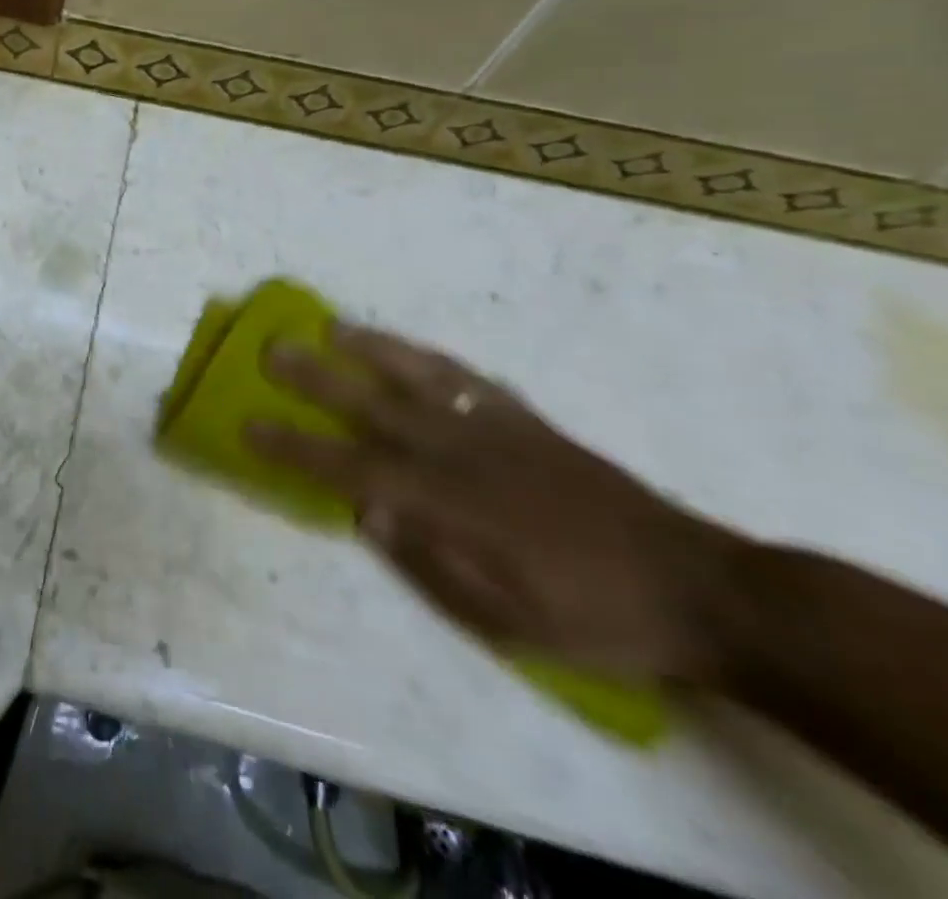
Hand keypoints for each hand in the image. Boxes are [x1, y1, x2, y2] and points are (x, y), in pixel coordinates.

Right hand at [247, 325, 735, 684]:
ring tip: (331, 326)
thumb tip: (366, 512)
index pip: (349, 466)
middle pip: (371, 405)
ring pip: (417, 374)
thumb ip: (429, 563)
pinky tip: (410, 352)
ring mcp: (495, 428)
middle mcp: (460, 451)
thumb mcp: (507, 621)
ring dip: (369, 348)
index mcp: (448, 502)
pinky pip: (469, 377)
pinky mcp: (527, 420)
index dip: (294, 447)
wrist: (699, 589)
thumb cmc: (592, 617)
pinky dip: (430, 358)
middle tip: (272, 349)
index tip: (249, 426)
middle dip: (315, 377)